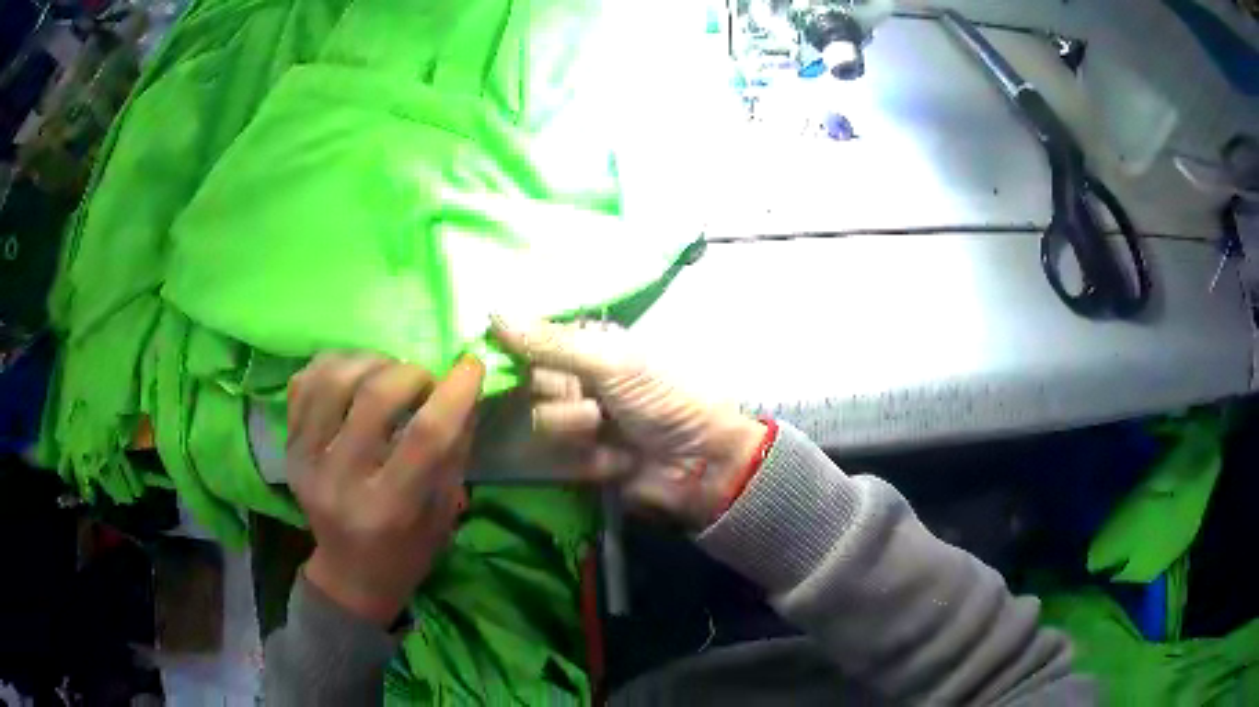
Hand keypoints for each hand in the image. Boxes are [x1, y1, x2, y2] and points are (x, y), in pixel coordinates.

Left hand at [285, 353, 483, 625]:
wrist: (349, 572)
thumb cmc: (408, 550)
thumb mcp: (445, 512)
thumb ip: (454, 450)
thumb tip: (464, 389)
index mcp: (389, 508)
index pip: (425, 437)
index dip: (454, 393)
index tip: (472, 366)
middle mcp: (341, 481)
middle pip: (375, 398)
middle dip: (412, 374)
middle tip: (425, 382)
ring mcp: (306, 460)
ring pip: (335, 379)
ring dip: (372, 362)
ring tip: (389, 373)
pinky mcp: (288, 446)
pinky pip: (305, 383)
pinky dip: (334, 364)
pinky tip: (355, 375)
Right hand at [490, 316, 764, 529]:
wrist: (702, 464)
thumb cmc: (664, 399)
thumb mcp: (612, 362)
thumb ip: (551, 342)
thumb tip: (494, 311)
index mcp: (589, 347)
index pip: (534, 340)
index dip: (517, 346)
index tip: (493, 351)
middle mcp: (578, 380)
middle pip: (531, 382)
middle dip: (558, 393)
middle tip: (591, 400)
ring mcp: (579, 424)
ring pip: (541, 421)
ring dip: (575, 427)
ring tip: (609, 432)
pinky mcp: (580, 463)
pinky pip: (557, 459)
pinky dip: (589, 459)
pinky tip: (616, 460)